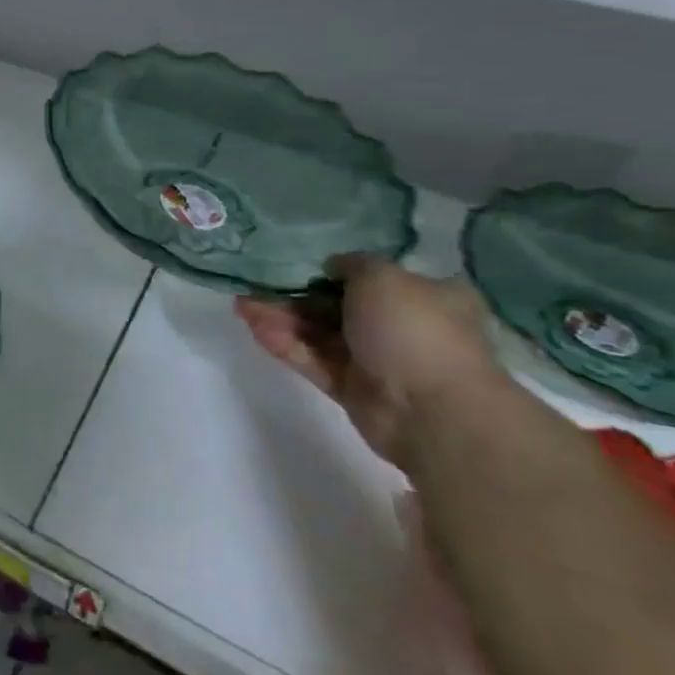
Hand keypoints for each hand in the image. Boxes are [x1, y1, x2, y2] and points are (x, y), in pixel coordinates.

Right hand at [235, 255, 501, 472]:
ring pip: (320, 334)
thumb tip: (333, 268)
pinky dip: (286, 344)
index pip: (374, 279)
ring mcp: (376, 360)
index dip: (335, 272)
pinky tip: (256, 328)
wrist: (431, 410)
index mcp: (426, 296)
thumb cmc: (414, 331)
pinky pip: (314, 360)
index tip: (302, 267)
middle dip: (295, 298)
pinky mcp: (352, 389)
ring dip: (282, 319)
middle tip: (256, 288)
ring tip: (242, 307)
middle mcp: (402, 327)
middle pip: (338, 307)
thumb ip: (352, 264)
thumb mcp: (383, 277)